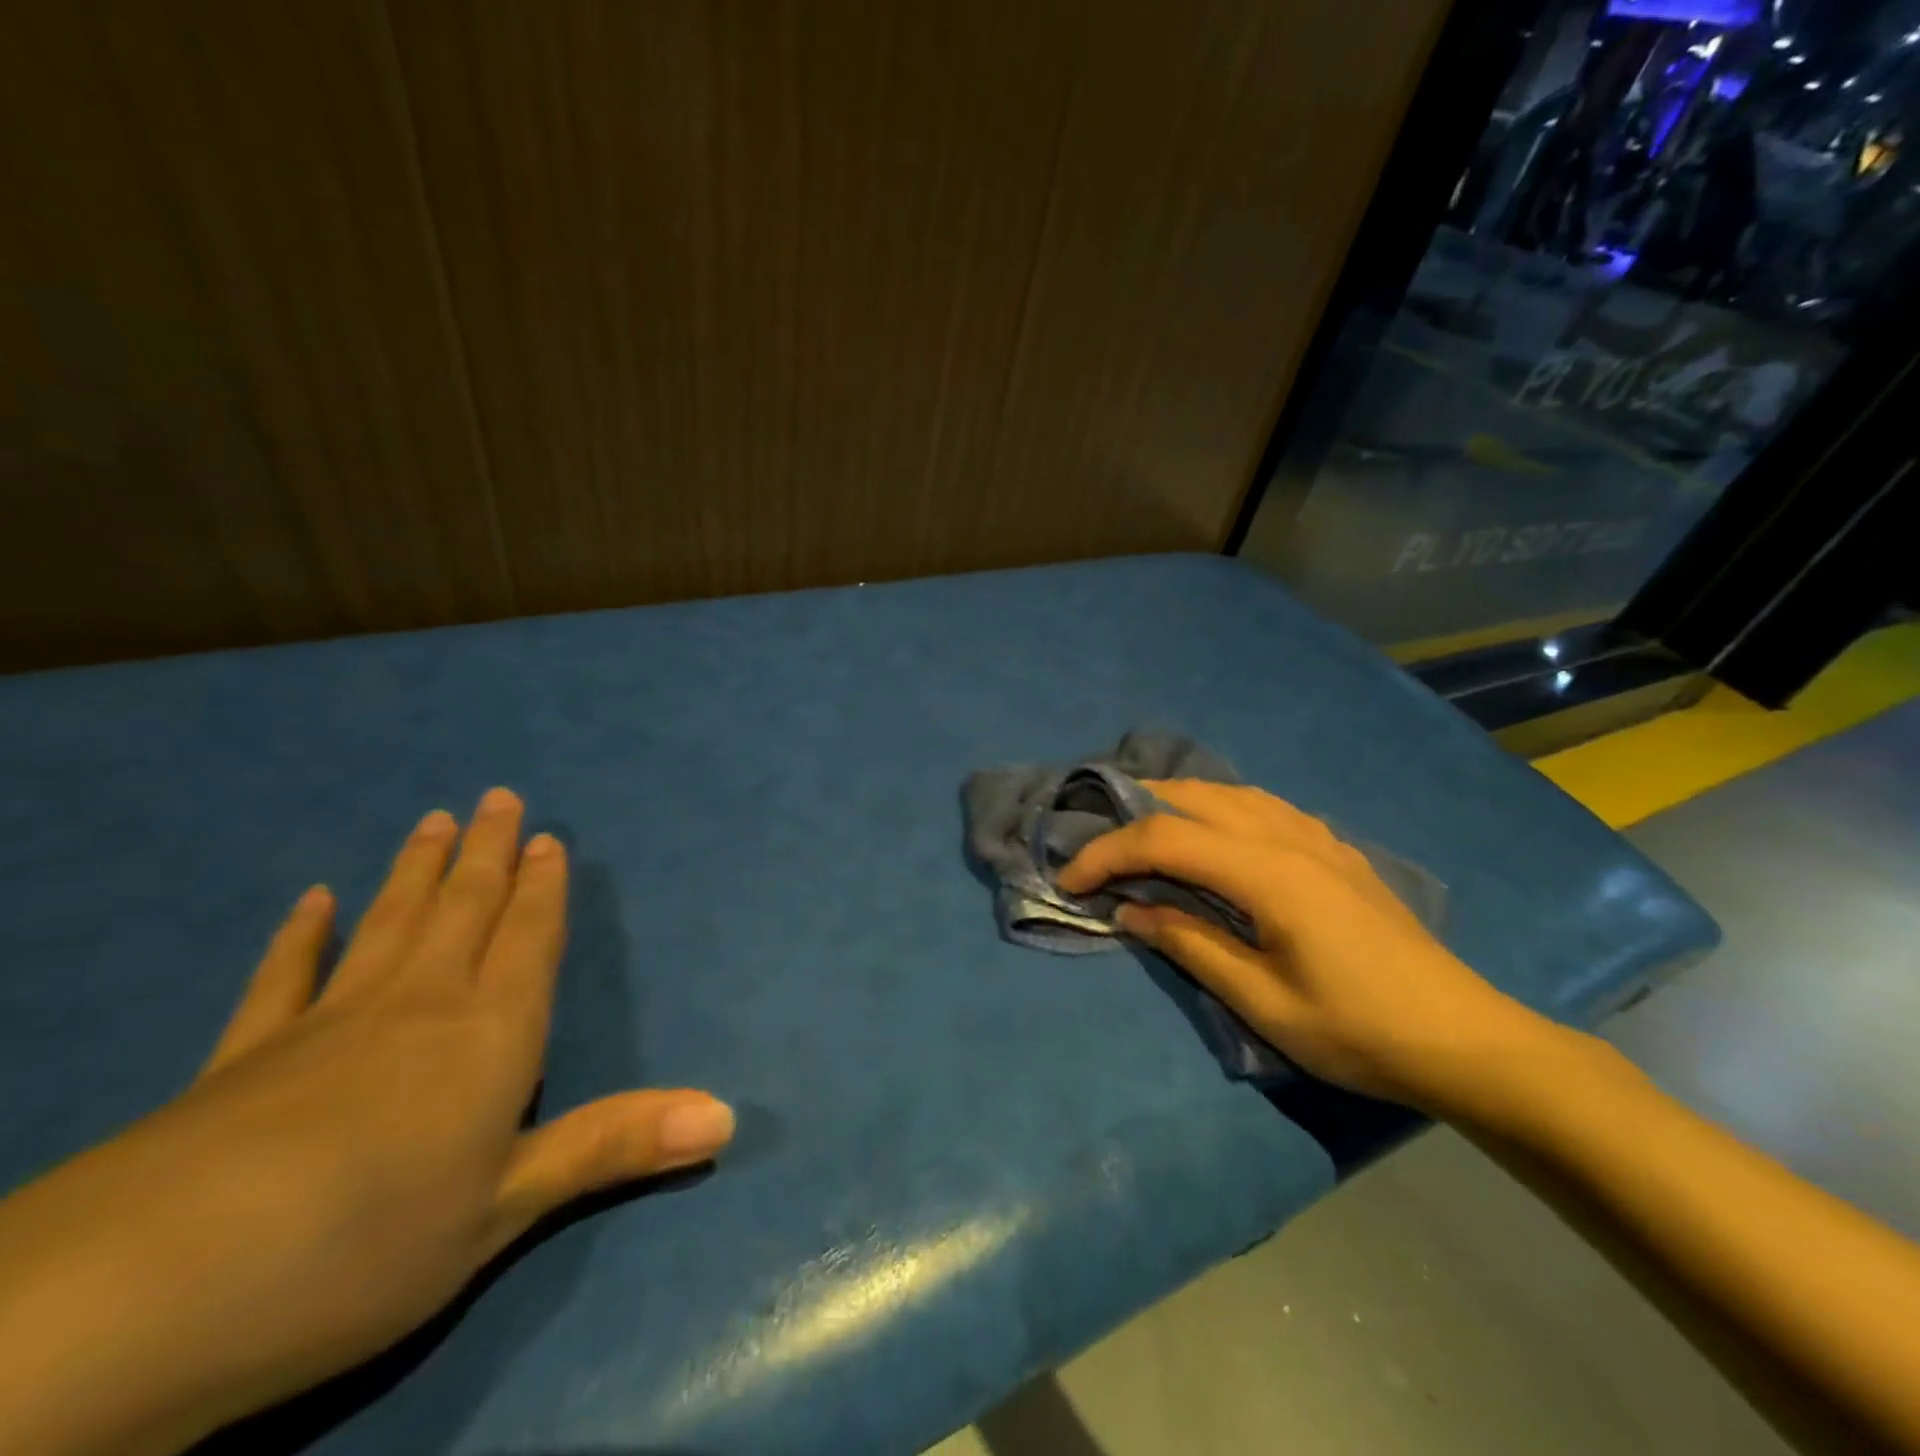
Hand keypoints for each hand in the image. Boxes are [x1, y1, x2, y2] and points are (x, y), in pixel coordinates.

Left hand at [0, 789, 735, 1455]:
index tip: (546, 837)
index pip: (528, 939)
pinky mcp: (243, 1059)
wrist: (148, 1297)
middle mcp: (419, 1006)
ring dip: (417, 872)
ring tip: (434, 822)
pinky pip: (284, 979)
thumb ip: (617, 1146)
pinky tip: (310, 900)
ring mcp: (327, 1024)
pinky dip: (300, 937)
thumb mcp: (509, 1207)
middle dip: (488, 854)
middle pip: (464, 911)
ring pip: (389, 925)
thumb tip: (730, 1116)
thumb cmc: (369, 1242)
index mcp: (491, 1032)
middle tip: (499, 798)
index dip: (542, 889)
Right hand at [1057, 780, 1549, 1110]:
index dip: (1106, 853)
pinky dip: (1218, 807)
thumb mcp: (1263, 1001)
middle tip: (1095, 845)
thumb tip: (1129, 910)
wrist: (1464, 1039)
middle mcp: (1287, 836)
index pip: (1163, 838)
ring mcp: (1316, 837)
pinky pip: (1262, 806)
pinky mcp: (1334, 850)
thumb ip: (1190, 944)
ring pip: (1228, 792)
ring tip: (1141, 831)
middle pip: (1192, 796)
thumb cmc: (1358, 1030)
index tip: (1069, 881)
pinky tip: (1214, 833)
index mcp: (1266, 871)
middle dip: (1132, 812)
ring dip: (1174, 802)